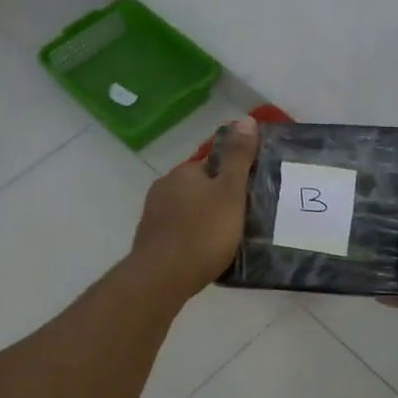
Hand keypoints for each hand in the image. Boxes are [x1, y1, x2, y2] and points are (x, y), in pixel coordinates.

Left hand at [127, 115, 259, 303]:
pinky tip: (204, 255)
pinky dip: (191, 239)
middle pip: (198, 189)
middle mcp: (164, 188)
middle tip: (241, 222)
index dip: (231, 180)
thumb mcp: (230, 192)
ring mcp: (153, 215)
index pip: (211, 166)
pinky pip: (178, 233)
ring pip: (186, 211)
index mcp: (183, 172)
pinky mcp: (150, 241)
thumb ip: (238, 157)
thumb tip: (245, 119)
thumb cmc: (202, 232)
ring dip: (203, 221)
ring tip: (226, 241)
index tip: (247, 198)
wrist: (162, 278)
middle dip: (216, 201)